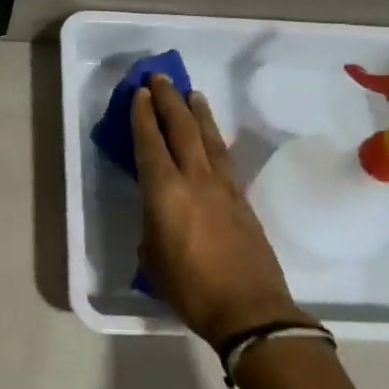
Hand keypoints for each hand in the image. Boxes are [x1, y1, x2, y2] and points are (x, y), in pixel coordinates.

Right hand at [132, 76, 314, 349]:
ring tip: (191, 93)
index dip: (143, 116)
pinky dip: (214, 138)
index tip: (139, 93)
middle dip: (169, 101)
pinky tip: (212, 135)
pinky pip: (224, 157)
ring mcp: (223, 187)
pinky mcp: (242, 199)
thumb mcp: (153, 261)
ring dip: (198, 112)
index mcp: (165, 193)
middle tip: (160, 78)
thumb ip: (151, 229)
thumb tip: (157, 219)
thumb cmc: (190, 289)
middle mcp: (195, 180)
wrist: (250, 310)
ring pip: (208, 138)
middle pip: (181, 129)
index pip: (150, 144)